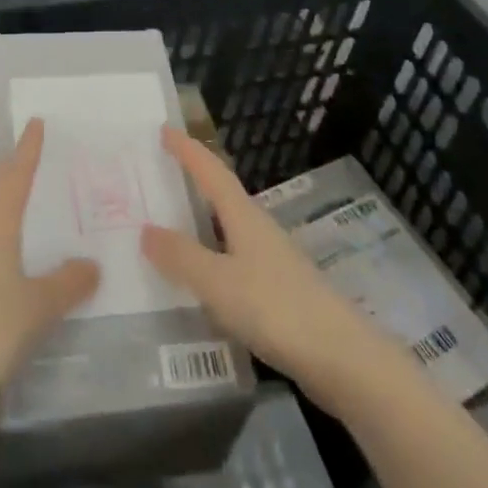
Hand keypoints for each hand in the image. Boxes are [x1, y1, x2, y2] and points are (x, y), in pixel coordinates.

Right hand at [142, 128, 388, 401]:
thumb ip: (182, 257)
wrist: (342, 358)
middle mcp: (258, 229)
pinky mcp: (279, 292)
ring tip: (170, 225)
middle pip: (222, 195)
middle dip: (193, 181)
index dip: (188, 150)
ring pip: (228, 229)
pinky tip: (202, 279)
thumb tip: (145, 229)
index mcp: (244, 216)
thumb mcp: (219, 283)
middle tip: (160, 174)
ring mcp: (272, 261)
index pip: (211, 171)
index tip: (164, 129)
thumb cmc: (277, 308)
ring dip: (201, 221)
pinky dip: (212, 257)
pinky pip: (235, 261)